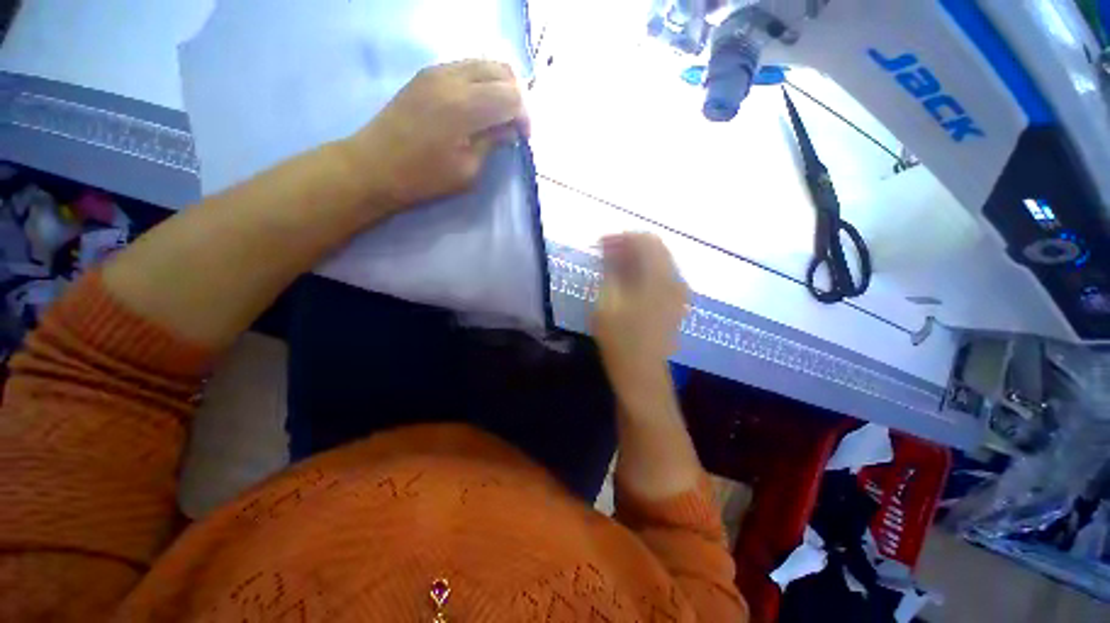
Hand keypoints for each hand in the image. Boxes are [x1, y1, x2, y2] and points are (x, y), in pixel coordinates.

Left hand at [344, 60, 528, 213]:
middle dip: (517, 97)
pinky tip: (478, 108)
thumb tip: (510, 130)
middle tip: (514, 125)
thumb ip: (492, 143)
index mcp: (465, 106)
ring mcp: (436, 70)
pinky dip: (482, 83)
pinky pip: (465, 67)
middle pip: (503, 70)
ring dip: (499, 87)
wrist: (374, 166)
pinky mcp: (426, 74)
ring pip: (484, 63)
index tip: (523, 138)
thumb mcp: (468, 170)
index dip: (525, 116)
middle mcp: (452, 77)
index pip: (512, 95)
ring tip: (498, 116)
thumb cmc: (424, 177)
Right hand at [592, 233, 688, 393]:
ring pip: (658, 261)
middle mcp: (675, 279)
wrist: (641, 372)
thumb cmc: (620, 338)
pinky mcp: (675, 303)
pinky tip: (627, 280)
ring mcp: (678, 292)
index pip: (645, 240)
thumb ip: (611, 269)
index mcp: (659, 277)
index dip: (621, 237)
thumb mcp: (608, 300)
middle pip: (655, 248)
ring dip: (636, 258)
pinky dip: (644, 271)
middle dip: (629, 245)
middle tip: (604, 253)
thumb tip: (609, 248)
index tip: (600, 244)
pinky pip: (661, 275)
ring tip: (612, 266)